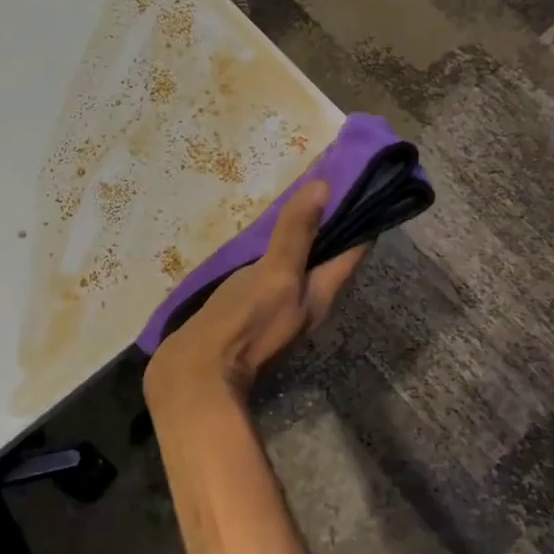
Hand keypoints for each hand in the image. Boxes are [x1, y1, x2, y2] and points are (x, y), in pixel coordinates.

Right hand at [144, 180, 368, 409]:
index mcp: (321, 293)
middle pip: (325, 256)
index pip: (353, 248)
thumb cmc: (242, 324)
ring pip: (295, 264)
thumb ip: (297, 234)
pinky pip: (266, 273)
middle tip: (316, 180)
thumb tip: (324, 188)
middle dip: (325, 221)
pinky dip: (267, 251)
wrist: (195, 375)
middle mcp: (305, 301)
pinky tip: (253, 238)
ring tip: (286, 200)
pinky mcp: (246, 311)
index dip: (359, 215)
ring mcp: (275, 308)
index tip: (356, 178)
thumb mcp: (276, 275)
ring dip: (296, 236)